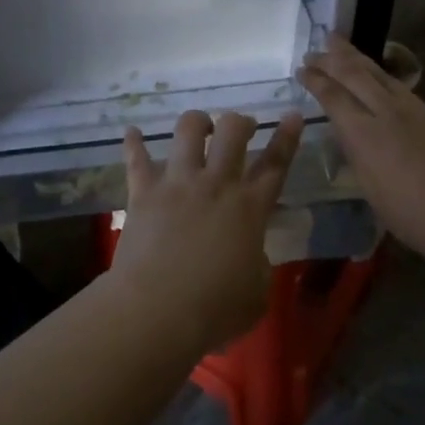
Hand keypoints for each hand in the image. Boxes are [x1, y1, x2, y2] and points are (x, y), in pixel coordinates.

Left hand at [111, 110, 303, 353]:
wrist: (158, 309)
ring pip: (188, 130)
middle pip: (233, 132)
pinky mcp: (144, 191)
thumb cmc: (214, 309)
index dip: (287, 137)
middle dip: (240, 122)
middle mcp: (216, 184)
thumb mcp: (257, 293)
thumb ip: (257, 263)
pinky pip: (136, 158)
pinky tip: (132, 132)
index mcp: (250, 208)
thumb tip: (249, 253)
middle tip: (242, 128)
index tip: (292, 115)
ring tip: (200, 127)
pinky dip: (134, 143)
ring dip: (198, 122)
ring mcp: (178, 182)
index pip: (276, 164)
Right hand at [297, 36, 424, 275]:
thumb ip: (360, 159)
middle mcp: (392, 114)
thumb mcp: (376, 196)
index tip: (301, 69)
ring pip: (383, 76)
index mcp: (368, 136)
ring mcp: (422, 111)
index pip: (334, 98)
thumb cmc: (423, 221)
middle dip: (332, 59)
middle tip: (315, 48)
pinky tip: (383, 85)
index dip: (316, 81)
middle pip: (356, 75)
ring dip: (358, 59)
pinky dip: (386, 81)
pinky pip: (407, 92)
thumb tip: (350, 136)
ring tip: (341, 45)